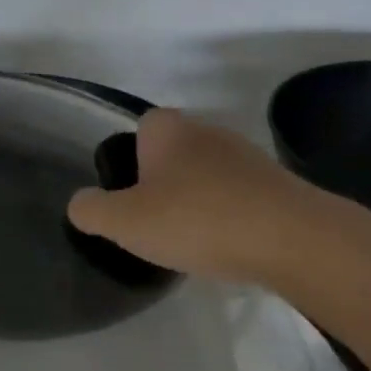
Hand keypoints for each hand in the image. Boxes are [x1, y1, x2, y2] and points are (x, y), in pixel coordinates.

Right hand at [66, 109, 316, 284]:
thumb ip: (92, 211)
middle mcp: (208, 131)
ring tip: (189, 238)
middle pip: (173, 151)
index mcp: (168, 131)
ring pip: (206, 173)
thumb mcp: (125, 223)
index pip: (142, 126)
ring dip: (196, 199)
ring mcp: (246, 155)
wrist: (289, 237)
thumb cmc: (196, 221)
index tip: (129, 197)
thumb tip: (81, 203)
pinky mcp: (275, 183)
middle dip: (162, 181)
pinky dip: (226, 214)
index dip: (130, 159)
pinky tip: (225, 243)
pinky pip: (236, 194)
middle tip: (154, 222)